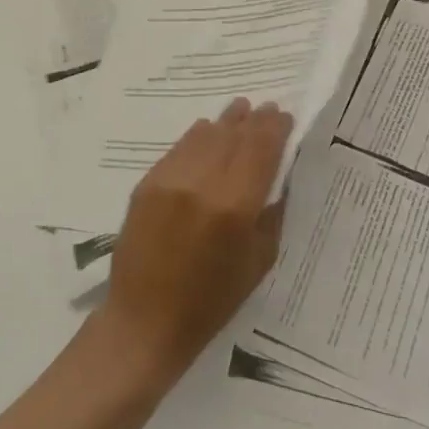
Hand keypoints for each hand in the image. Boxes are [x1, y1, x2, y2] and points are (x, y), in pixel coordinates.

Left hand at [98, 98, 294, 386]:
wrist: (145, 321)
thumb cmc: (212, 301)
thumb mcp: (259, 261)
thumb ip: (271, 213)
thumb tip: (277, 176)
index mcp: (235, 206)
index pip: (261, 149)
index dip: (274, 128)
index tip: (283, 116)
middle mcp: (202, 184)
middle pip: (233, 136)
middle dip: (253, 120)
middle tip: (266, 107)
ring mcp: (170, 180)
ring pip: (204, 136)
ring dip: (225, 122)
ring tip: (239, 109)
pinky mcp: (147, 184)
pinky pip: (178, 149)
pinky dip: (197, 137)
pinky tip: (207, 130)